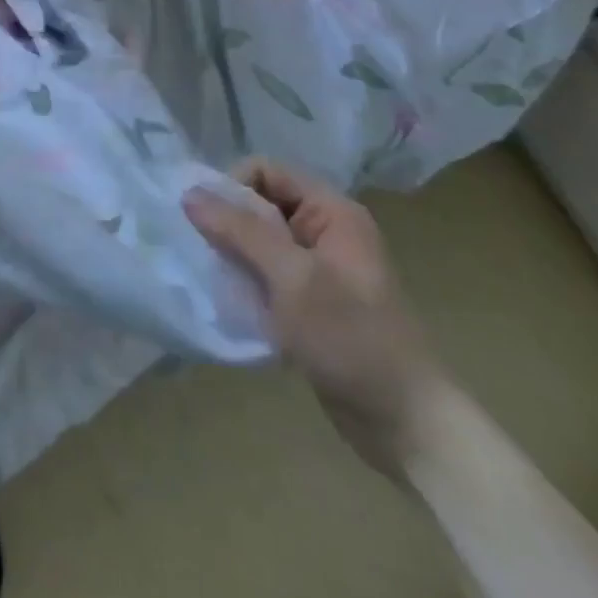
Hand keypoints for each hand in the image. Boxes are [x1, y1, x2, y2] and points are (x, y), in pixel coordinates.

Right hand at [183, 159, 448, 475]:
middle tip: (208, 255)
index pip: (265, 171)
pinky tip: (235, 303)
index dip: (232, 187)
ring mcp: (320, 266)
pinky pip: (267, 272)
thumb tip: (189, 193)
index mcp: (332, 211)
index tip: (209, 223)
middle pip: (260, 203)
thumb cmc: (352, 340)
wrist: (408, 426)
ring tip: (220, 281)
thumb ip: (241, 231)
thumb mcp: (292, 278)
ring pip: (259, 239)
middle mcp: (326, 229)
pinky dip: (247, 281)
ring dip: (234, 255)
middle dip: (229, 223)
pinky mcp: (312, 299)